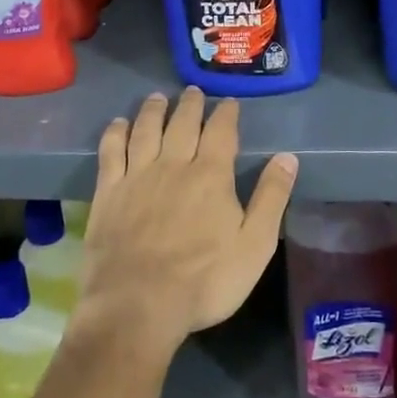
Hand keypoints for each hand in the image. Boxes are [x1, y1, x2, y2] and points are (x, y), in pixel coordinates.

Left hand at [78, 87, 297, 356]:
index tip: (230, 103)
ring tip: (158, 97)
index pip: (221, 131)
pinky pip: (111, 151)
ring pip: (146, 129)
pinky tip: (118, 124)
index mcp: (210, 175)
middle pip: (182, 123)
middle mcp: (173, 164)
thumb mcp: (254, 245)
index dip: (226, 114)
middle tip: (194, 92)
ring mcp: (137, 176)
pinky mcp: (108, 192)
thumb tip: (288, 157)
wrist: (137, 305)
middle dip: (191, 105)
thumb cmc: (204, 281)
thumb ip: (271, 198)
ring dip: (154, 110)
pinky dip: (115, 132)